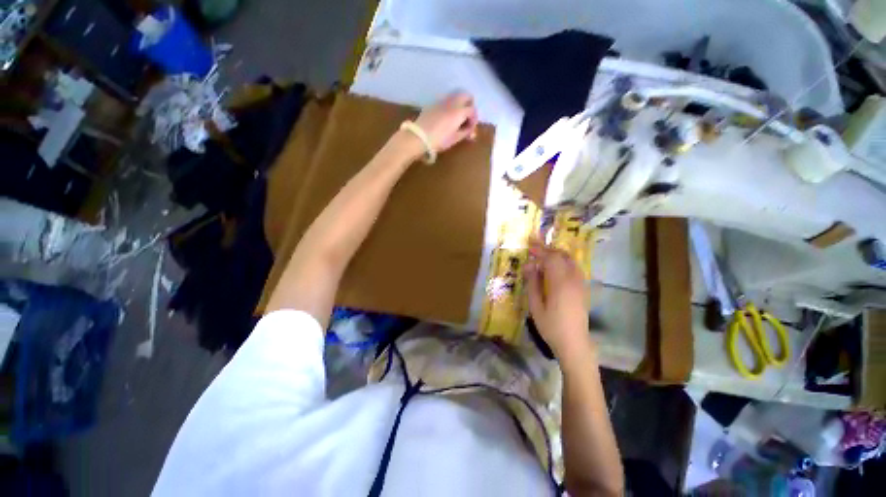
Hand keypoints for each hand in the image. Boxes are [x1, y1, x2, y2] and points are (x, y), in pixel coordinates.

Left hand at [414, 91, 478, 151]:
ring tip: (458, 117)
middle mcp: (452, 102)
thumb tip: (470, 130)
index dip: (474, 119)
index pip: (472, 110)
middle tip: (467, 118)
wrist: (418, 137)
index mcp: (459, 112)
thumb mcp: (454, 139)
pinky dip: (451, 105)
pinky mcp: (433, 104)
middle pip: (466, 95)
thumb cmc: (439, 140)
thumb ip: (465, 132)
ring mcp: (442, 101)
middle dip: (469, 105)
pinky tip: (447, 117)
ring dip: (460, 103)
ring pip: (456, 95)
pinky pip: (446, 99)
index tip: (470, 129)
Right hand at [524, 239, 592, 361]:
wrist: (574, 343)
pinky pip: (574, 267)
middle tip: (534, 247)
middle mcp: (573, 280)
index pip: (550, 258)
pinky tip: (555, 266)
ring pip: (570, 260)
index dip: (539, 249)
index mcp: (560, 284)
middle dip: (547, 249)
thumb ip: (532, 283)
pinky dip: (563, 261)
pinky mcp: (583, 288)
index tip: (529, 244)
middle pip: (561, 256)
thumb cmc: (551, 326)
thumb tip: (529, 265)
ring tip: (543, 254)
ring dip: (556, 254)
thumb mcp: (536, 306)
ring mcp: (580, 284)